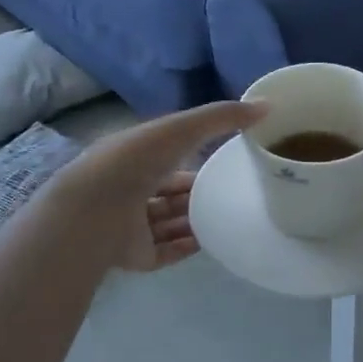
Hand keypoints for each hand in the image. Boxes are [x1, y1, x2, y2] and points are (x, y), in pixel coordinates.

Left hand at [54, 100, 266, 272]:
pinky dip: (188, 246)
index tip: (222, 156)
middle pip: (168, 191)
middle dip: (194, 190)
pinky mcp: (137, 255)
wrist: (95, 213)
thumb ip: (221, 117)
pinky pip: (167, 251)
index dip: (191, 153)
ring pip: (168, 222)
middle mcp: (129, 190)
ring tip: (227, 216)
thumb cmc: (134, 163)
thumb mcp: (181, 129)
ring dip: (194, 219)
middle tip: (229, 190)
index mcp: (132, 157)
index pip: (166, 154)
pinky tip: (213, 241)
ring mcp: (131, 225)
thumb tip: (266, 106)